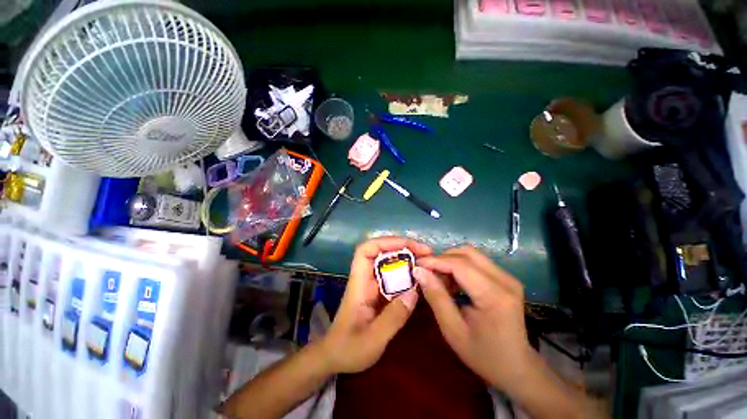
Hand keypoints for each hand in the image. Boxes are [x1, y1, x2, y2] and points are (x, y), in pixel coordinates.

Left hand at [321, 237, 431, 373]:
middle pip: (381, 252)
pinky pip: (394, 277)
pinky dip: (407, 274)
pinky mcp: (379, 293)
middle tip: (426, 252)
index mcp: (359, 283)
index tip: (408, 246)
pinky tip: (420, 278)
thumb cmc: (348, 349)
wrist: (335, 358)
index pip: (365, 251)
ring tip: (427, 261)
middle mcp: (366, 279)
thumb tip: (415, 292)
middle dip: (403, 248)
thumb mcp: (373, 339)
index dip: (385, 242)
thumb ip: (393, 317)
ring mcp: (372, 285)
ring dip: (407, 259)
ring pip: (389, 263)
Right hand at [413, 247, 535, 393]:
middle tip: (427, 272)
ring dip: (450, 261)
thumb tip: (419, 271)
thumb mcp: (453, 330)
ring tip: (439, 279)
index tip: (416, 264)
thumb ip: (436, 297)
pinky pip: (477, 262)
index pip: (460, 265)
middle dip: (442, 258)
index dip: (435, 261)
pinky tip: (452, 282)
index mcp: (494, 296)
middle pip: (467, 253)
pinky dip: (459, 266)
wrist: (517, 367)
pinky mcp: (505, 278)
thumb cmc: (483, 354)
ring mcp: (507, 277)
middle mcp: (505, 280)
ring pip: (471, 254)